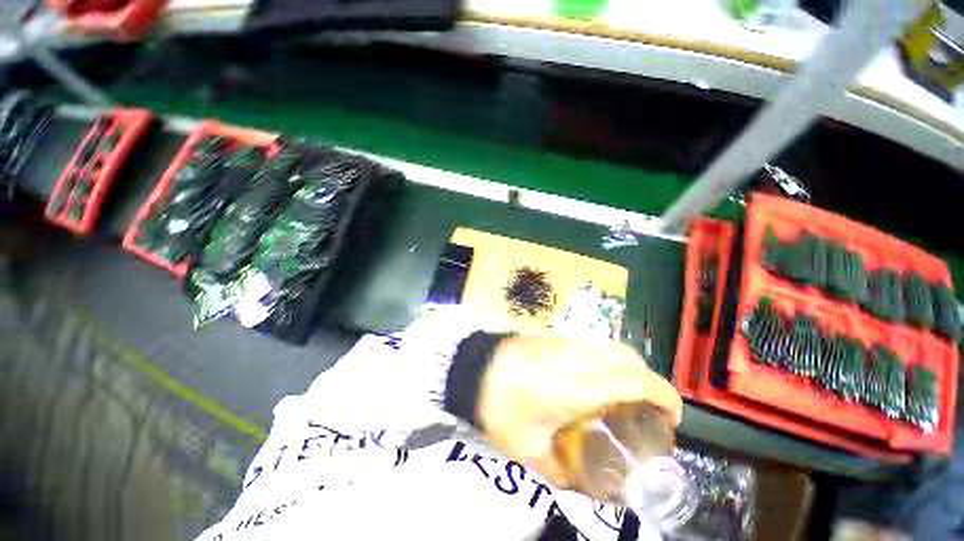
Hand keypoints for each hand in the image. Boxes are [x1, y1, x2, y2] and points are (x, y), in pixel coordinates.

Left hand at [476, 336, 682, 488]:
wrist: (474, 368)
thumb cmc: (499, 407)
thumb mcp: (528, 449)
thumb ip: (559, 470)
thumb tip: (580, 484)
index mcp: (575, 385)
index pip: (635, 379)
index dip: (665, 396)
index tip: (671, 418)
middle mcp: (576, 357)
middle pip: (628, 357)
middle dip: (648, 381)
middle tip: (645, 411)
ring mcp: (564, 343)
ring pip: (611, 347)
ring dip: (627, 370)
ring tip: (622, 398)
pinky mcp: (554, 338)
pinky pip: (592, 345)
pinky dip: (606, 362)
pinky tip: (592, 383)